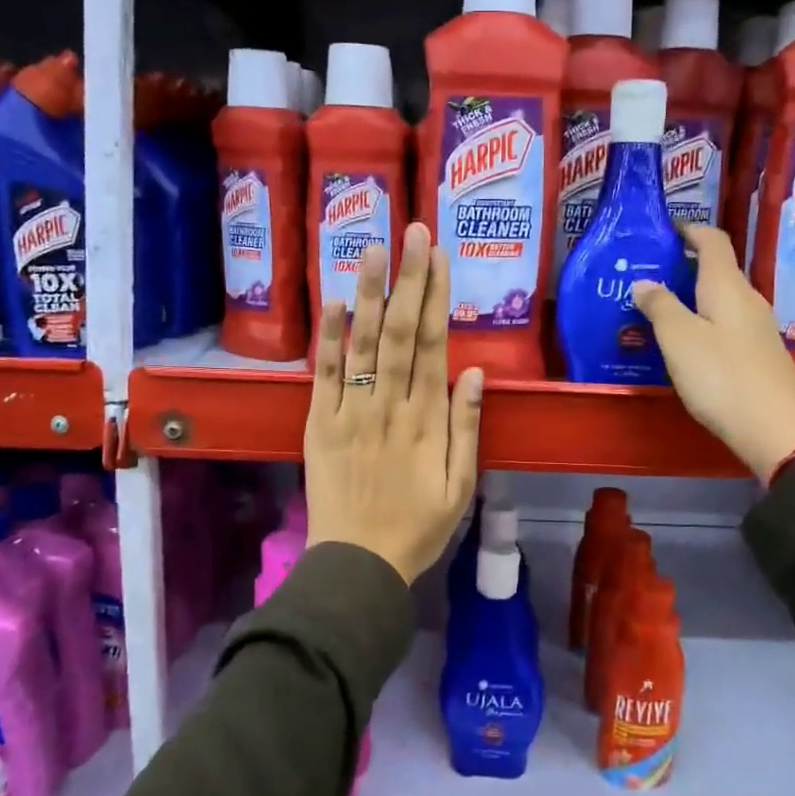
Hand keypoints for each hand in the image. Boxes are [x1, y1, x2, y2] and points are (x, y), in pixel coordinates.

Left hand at [304, 223, 483, 582]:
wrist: (359, 564)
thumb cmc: (418, 528)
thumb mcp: (461, 486)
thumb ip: (468, 427)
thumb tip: (476, 371)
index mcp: (427, 420)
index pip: (432, 344)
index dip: (436, 297)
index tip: (439, 256)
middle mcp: (389, 406)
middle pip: (399, 331)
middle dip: (407, 278)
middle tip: (412, 231)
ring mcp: (350, 412)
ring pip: (361, 343)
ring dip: (368, 292)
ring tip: (373, 247)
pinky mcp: (318, 424)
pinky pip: (324, 374)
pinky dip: (328, 337)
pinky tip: (334, 302)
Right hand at [633, 224, 794, 481]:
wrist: (775, 430)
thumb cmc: (722, 377)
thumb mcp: (679, 339)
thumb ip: (660, 306)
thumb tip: (645, 282)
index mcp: (727, 287)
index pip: (712, 241)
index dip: (689, 230)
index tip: (664, 230)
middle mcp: (748, 300)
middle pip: (717, 270)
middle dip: (683, 266)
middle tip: (648, 275)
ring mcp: (757, 329)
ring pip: (721, 300)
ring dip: (692, 297)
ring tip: (659, 309)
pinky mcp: (759, 355)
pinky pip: (726, 325)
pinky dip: (703, 322)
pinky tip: (685, 343)